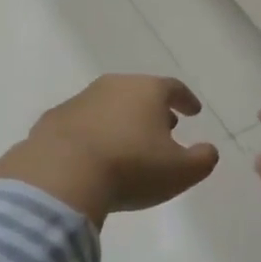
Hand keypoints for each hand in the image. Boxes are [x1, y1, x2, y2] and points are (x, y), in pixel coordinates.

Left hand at [0, 75, 219, 226]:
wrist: (61, 175)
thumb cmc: (131, 168)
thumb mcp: (180, 171)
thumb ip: (202, 159)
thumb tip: (208, 150)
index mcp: (147, 91)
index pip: (174, 88)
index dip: (186, 100)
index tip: (194, 111)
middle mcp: (112, 86)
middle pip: (139, 92)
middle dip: (153, 109)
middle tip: (164, 126)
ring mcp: (79, 100)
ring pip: (108, 105)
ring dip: (122, 120)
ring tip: (128, 142)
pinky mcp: (52, 120)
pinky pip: (82, 124)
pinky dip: (93, 134)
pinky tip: (94, 154)